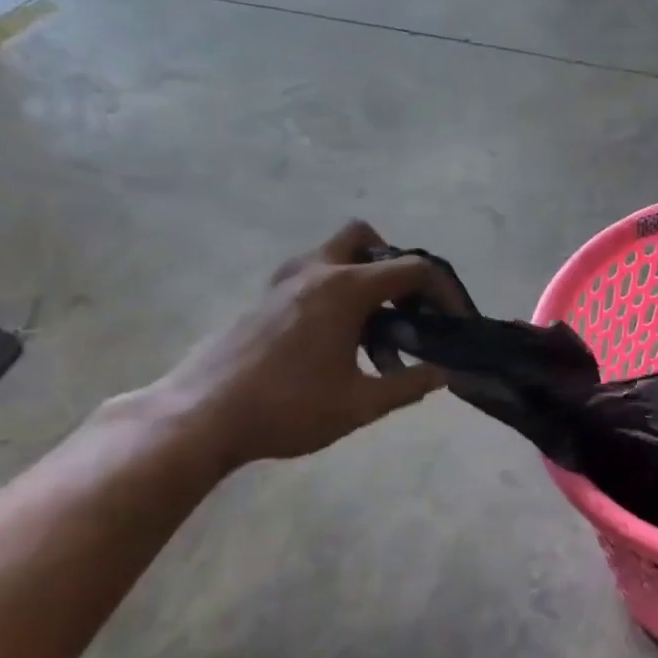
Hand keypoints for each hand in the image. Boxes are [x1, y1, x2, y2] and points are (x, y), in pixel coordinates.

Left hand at [142, 222, 449, 469]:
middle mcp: (316, 272)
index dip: (446, 291)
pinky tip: (341, 344)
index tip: (458, 321)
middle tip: (408, 308)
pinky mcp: (265, 301)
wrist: (198, 419)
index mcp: (345, 289)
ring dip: (366, 282)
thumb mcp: (361, 404)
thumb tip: (446, 373)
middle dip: (397, 267)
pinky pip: (314, 278)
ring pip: (336, 255)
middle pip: (366, 238)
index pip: (414, 269)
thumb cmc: (287, 408)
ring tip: (378, 335)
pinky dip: (339, 295)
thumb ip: (411, 385)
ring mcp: (284, 283)